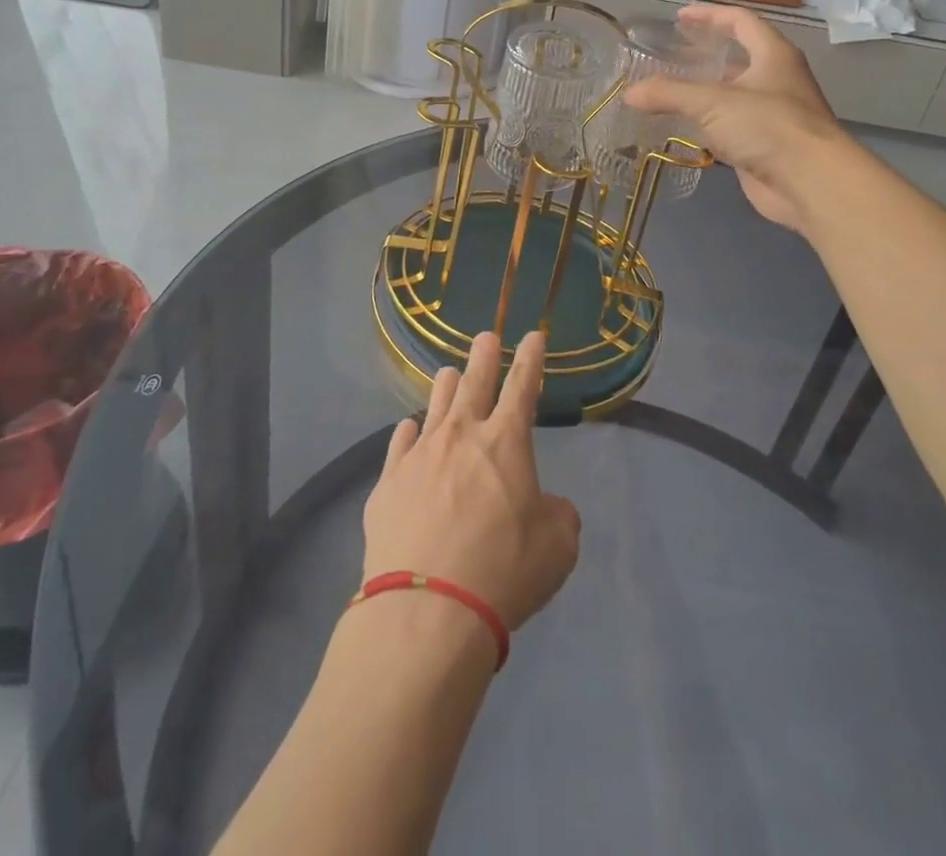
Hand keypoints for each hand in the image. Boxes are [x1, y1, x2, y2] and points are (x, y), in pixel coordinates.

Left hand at [363, 331, 581, 633]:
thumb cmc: (503, 571)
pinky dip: (410, 433)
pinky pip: (400, 443)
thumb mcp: (557, 546)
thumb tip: (543, 505)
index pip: (523, 386)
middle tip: (486, 335)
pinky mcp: (388, 483)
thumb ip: (557, 514)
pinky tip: (410, 429)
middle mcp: (461, 435)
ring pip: (435, 405)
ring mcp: (419, 455)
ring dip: (446, 386)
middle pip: (473, 382)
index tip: (534, 335)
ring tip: (448, 374)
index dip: (530, 358)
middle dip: (484, 355)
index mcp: (506, 442)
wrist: (427, 609)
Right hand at [624, 2, 840, 237]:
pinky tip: (682, 128)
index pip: (741, 21)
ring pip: (733, 95)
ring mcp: (773, 115)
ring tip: (668, 92)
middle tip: (670, 56)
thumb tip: (628, 93)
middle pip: (739, 57)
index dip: (710, 16)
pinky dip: (707, 125)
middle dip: (705, 55)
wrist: (810, 183)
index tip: (679, 18)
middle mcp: (777, 80)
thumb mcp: (712, 102)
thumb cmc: (768, 127)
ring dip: (704, 93)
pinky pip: (731, 128)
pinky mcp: (765, 146)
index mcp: (773, 55)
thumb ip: (668, 94)